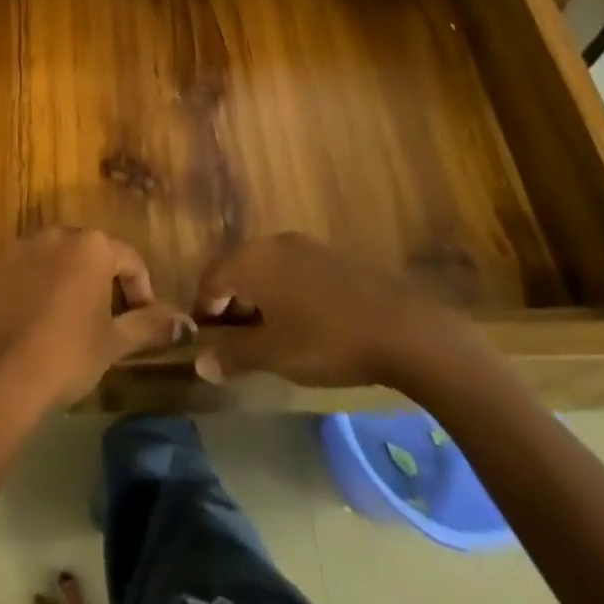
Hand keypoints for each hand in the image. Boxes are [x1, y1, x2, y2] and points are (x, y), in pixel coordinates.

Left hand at [0, 229, 191, 416]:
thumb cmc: (68, 355)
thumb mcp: (114, 343)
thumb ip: (150, 325)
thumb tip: (187, 324)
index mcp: (92, 246)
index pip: (129, 260)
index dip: (140, 289)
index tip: (141, 319)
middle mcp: (56, 234)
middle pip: (87, 252)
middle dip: (99, 279)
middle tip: (104, 318)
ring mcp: (18, 247)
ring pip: (51, 258)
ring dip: (62, 279)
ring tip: (65, 319)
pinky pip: (18, 271)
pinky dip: (28, 287)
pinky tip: (28, 321)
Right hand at [191, 234, 476, 390]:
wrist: (404, 329)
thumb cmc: (327, 341)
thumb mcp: (274, 354)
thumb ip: (232, 354)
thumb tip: (199, 361)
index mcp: (250, 259)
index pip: (209, 281)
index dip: (204, 314)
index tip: (208, 347)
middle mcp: (271, 242)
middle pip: (236, 271)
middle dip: (231, 307)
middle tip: (236, 346)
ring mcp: (304, 246)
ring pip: (265, 271)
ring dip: (258, 301)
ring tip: (269, 339)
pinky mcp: (331, 256)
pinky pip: (291, 272)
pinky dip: (284, 295)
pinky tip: (301, 325)